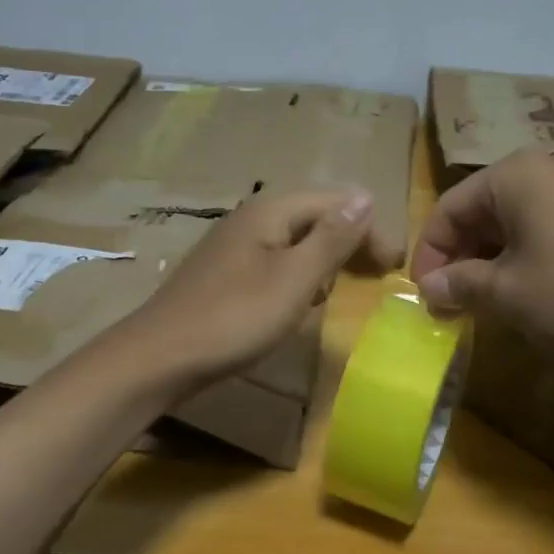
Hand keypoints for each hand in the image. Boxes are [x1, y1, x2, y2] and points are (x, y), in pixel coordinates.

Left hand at [124, 188, 403, 392]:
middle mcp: (251, 218)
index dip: (369, 228)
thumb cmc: (234, 318)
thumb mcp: (294, 280)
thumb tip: (366, 196)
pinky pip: (275, 260)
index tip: (394, 263)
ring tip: (347, 283)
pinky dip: (299, 273)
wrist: (159, 357)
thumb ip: (332, 239)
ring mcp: (233, 245)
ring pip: (294, 240)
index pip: (334, 202)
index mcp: (270, 211)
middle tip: (379, 272)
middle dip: (349, 240)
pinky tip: (303, 298)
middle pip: (314, 217)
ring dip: (326, 257)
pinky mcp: (224, 272)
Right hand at [411, 149, 553, 357]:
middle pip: (480, 211)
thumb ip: (458, 284)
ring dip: (488, 260)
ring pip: (511, 221)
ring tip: (479, 302)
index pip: (449, 209)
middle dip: (459, 258)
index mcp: (514, 176)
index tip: (423, 294)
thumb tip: (428, 287)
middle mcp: (544, 169)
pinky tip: (521, 291)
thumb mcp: (506, 294)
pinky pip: (543, 227)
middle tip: (448, 302)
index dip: (429, 254)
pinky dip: (521, 256)